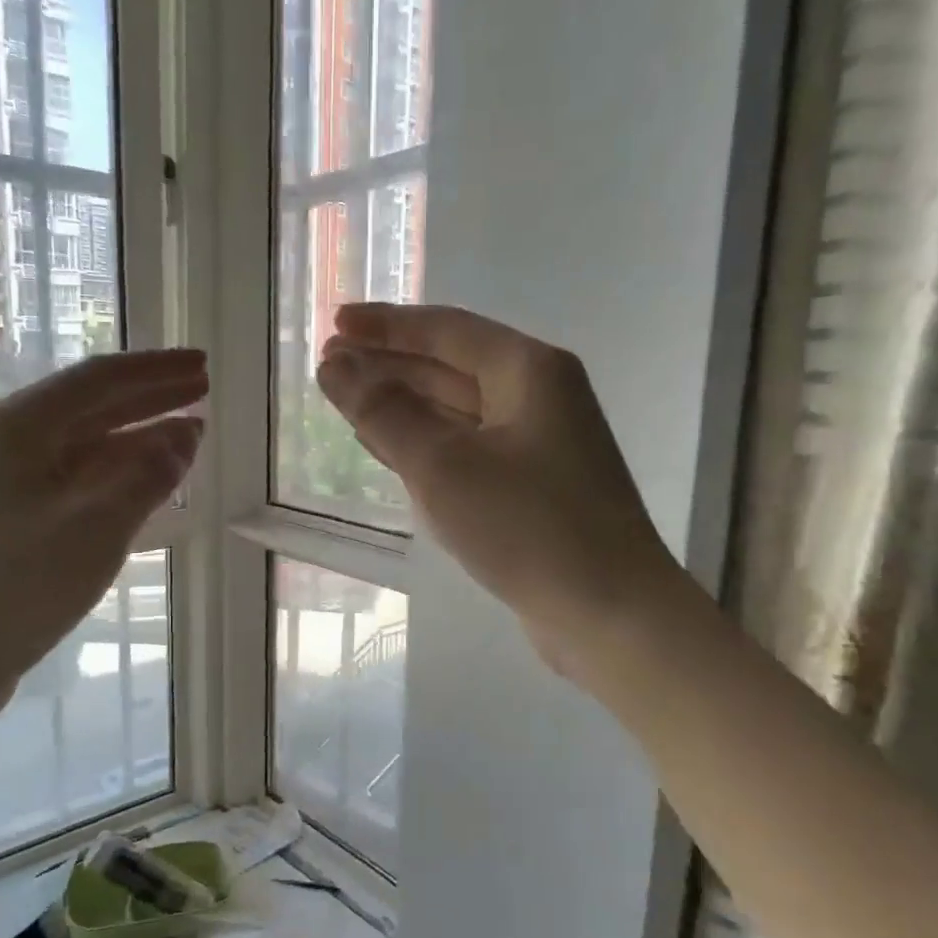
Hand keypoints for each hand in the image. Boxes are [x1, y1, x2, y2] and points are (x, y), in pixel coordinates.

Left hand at [0, 348, 206, 713]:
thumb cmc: (19, 583)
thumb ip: (148, 474)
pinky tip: (147, 478)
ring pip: (86, 444)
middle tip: (203, 388)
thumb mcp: (98, 525)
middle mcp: (10, 441)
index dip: (156, 371)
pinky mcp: (13, 516)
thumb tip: (186, 434)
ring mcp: (8, 480)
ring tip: (189, 432)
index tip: (202, 365)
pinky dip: (117, 473)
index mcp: (20, 426)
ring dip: (138, 436)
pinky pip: (78, 477)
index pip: (101, 380)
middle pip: (93, 406)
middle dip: (151, 396)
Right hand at [317, 304, 671, 674]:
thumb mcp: (443, 465)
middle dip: (388, 365)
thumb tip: (335, 366)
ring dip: (402, 405)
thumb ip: (385, 411)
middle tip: (328, 365)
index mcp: (527, 371)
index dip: (385, 325)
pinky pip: (466, 450)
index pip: (444, 330)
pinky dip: (424, 445)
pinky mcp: (530, 488)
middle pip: (449, 366)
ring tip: (346, 400)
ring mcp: (537, 445)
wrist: (609, 614)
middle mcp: (537, 397)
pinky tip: (388, 449)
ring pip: (456, 411)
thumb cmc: (527, 527)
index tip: (334, 323)